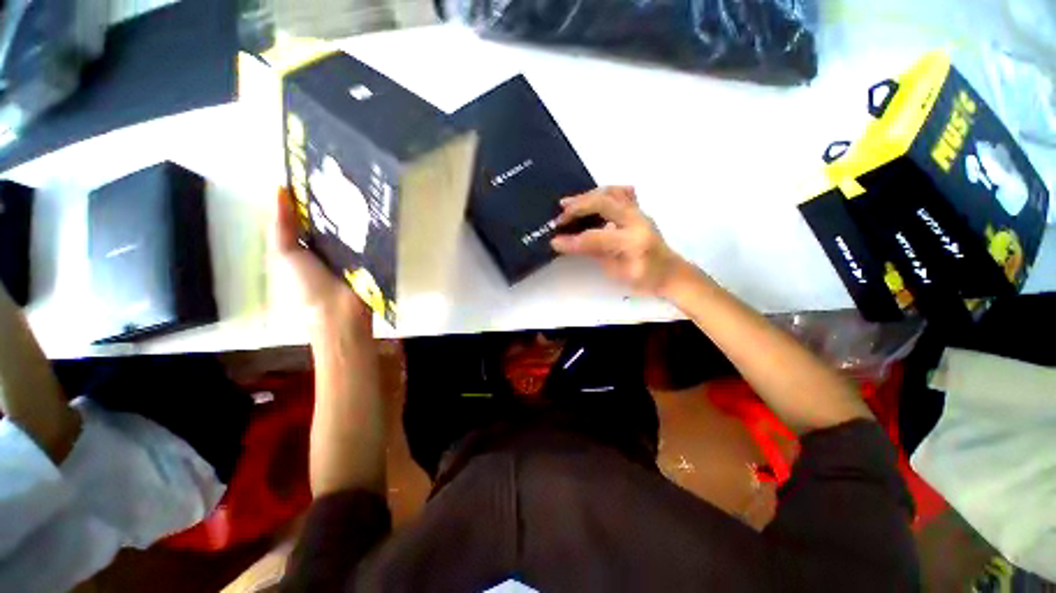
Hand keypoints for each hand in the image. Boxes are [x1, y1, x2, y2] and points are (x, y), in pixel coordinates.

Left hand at [276, 188, 371, 334]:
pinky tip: (375, 208)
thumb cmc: (307, 286)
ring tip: (361, 185)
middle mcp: (324, 247)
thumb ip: (281, 226)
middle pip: (328, 220)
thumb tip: (280, 188)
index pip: (303, 217)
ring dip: (354, 212)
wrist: (340, 312)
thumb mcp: (284, 254)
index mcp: (300, 247)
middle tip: (343, 175)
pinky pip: (367, 239)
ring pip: (349, 227)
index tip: (316, 172)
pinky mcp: (368, 258)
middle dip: (334, 201)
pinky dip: (370, 226)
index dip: (307, 196)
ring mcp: (348, 253)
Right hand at [551, 187, 685, 296]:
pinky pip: (621, 193)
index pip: (596, 237)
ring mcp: (640, 212)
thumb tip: (567, 243)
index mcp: (633, 242)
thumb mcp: (616, 273)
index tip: (554, 242)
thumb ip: (593, 253)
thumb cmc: (644, 279)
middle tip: (560, 217)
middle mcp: (638, 221)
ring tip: (568, 203)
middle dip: (578, 207)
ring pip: (612, 192)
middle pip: (604, 203)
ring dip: (587, 196)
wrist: (670, 273)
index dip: (573, 241)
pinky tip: (591, 199)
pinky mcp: (640, 210)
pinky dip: (604, 193)